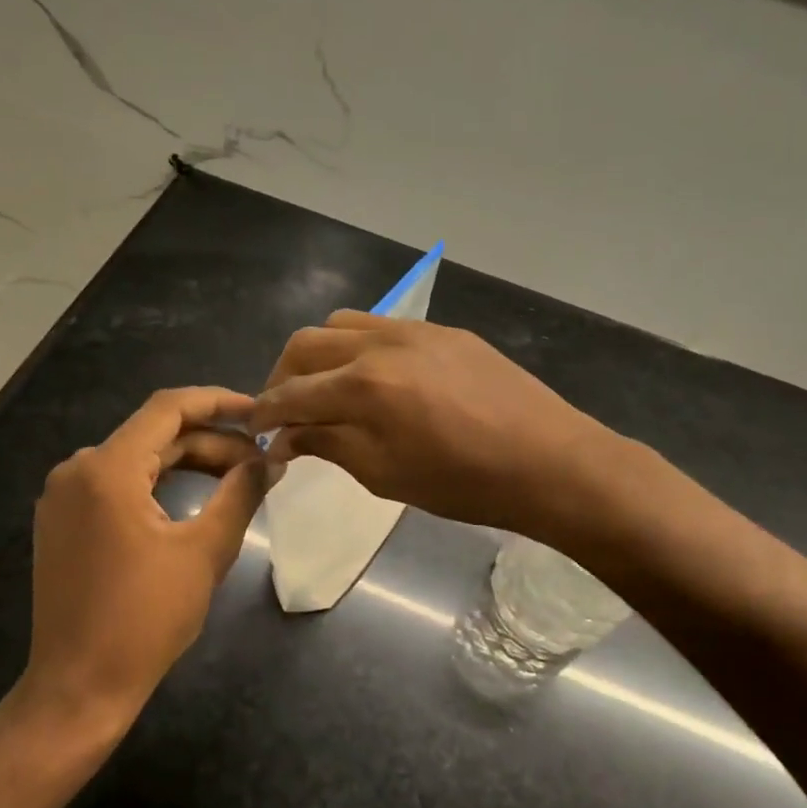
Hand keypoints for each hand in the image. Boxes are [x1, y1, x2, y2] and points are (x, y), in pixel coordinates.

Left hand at [16, 387, 265, 735]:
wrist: (78, 688)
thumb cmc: (145, 620)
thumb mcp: (205, 551)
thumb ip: (241, 493)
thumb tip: (271, 459)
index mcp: (107, 469)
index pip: (169, 408)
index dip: (219, 403)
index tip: (259, 413)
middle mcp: (77, 469)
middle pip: (155, 433)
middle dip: (211, 441)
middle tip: (259, 460)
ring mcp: (63, 495)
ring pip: (137, 458)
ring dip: (187, 461)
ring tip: (236, 478)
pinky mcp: (62, 520)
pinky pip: (117, 483)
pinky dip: (159, 482)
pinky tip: (194, 497)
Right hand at [248, 312, 614, 541]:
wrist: (548, 461)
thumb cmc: (463, 483)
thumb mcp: (385, 475)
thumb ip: (329, 445)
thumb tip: (288, 436)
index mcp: (363, 386)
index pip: (292, 393)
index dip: (266, 413)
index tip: (257, 431)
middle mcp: (381, 343)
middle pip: (307, 344)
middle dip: (284, 376)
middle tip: (286, 410)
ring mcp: (415, 330)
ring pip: (343, 324)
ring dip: (321, 353)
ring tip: (327, 388)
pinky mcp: (444, 330)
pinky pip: (384, 325)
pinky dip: (361, 347)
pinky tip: (376, 377)